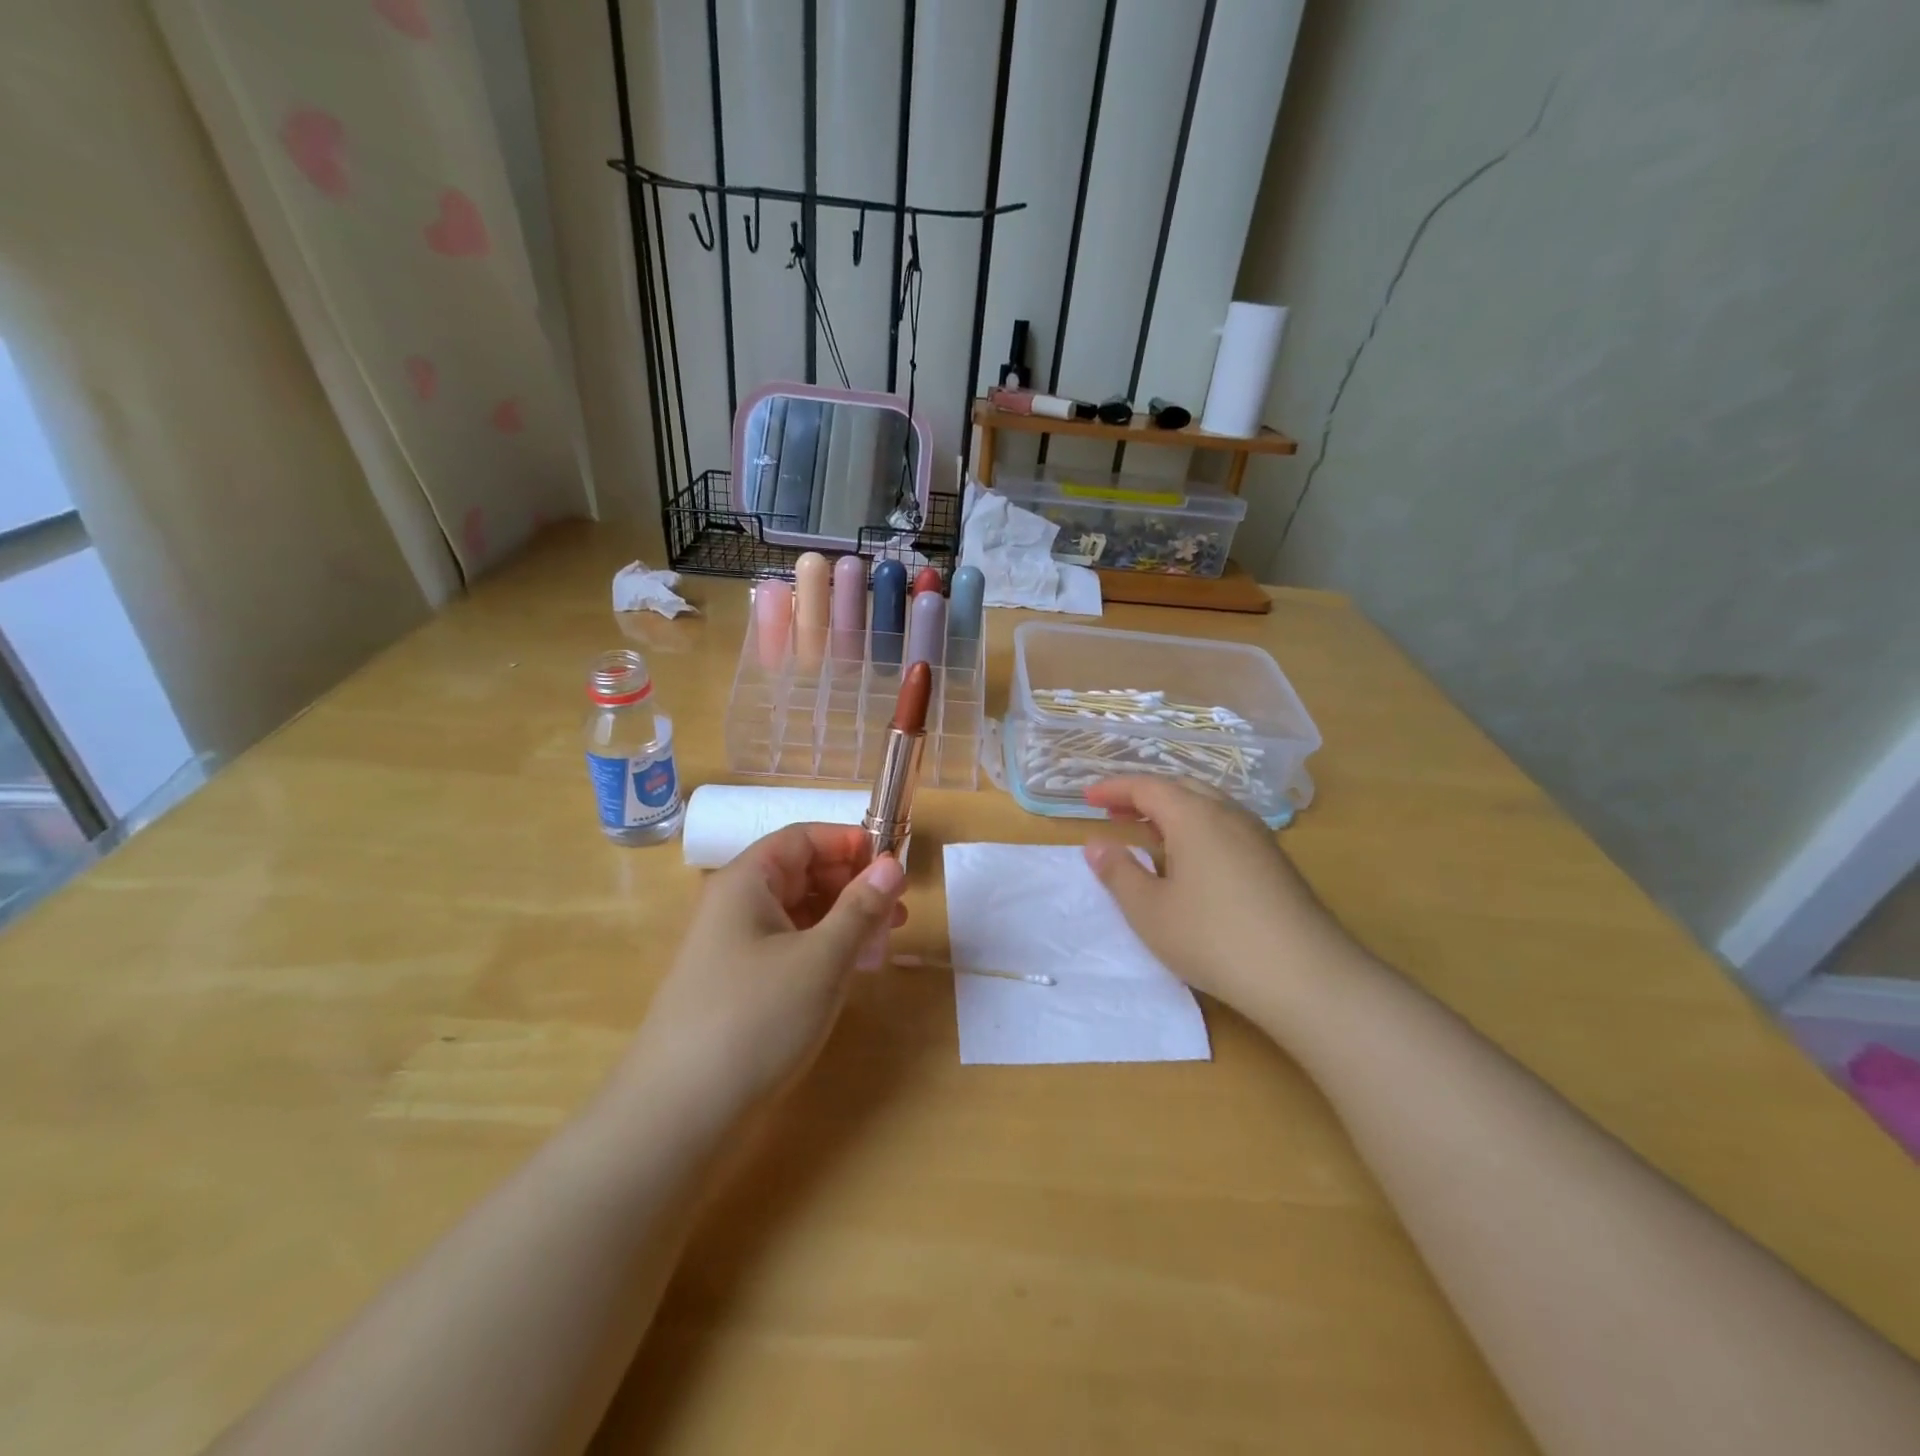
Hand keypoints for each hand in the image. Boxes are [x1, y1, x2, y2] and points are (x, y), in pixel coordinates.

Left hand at [624, 824, 907, 1123]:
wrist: (679, 1115)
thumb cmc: (755, 1019)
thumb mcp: (821, 959)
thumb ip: (861, 907)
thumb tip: (892, 863)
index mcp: (747, 882)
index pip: (803, 838)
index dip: (849, 843)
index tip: (894, 863)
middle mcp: (737, 906)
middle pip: (802, 874)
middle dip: (854, 884)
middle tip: (900, 907)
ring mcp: (736, 948)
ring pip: (800, 914)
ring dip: (846, 919)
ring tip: (887, 938)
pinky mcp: (741, 986)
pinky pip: (791, 948)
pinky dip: (826, 949)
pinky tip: (856, 969)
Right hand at [1082, 777, 1358, 1026]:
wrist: (1305, 976)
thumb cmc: (1213, 938)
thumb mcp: (1150, 911)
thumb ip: (1119, 873)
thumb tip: (1096, 845)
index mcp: (1194, 816)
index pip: (1147, 786)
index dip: (1114, 789)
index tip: (1088, 799)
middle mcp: (1228, 815)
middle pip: (1181, 787)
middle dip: (1144, 795)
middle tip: (1115, 813)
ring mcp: (1258, 837)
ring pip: (1208, 806)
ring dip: (1173, 811)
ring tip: (1149, 833)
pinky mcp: (1275, 862)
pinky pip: (1226, 827)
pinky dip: (1197, 829)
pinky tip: (1192, 861)